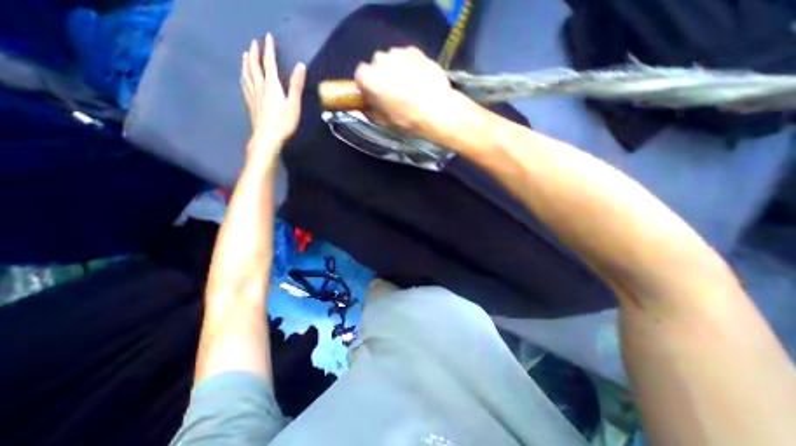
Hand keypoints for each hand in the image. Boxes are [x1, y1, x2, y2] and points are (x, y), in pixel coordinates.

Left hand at [241, 32, 305, 147]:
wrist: (267, 136)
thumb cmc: (284, 122)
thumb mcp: (294, 104)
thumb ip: (296, 85)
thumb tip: (300, 66)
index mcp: (272, 85)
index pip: (269, 63)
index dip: (269, 49)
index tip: (268, 37)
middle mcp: (259, 86)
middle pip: (255, 66)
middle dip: (255, 52)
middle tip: (254, 42)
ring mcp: (253, 95)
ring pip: (247, 73)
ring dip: (246, 62)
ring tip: (245, 54)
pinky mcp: (250, 103)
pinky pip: (244, 85)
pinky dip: (243, 76)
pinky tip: (243, 76)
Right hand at [355, 45, 459, 137]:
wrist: (436, 110)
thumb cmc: (407, 120)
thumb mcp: (384, 122)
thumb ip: (371, 110)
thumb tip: (367, 105)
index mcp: (368, 79)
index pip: (361, 76)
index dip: (368, 86)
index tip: (376, 95)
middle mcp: (380, 60)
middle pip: (376, 65)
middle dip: (383, 76)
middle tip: (394, 92)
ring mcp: (398, 52)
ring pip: (392, 59)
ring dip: (396, 69)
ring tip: (409, 86)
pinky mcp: (415, 50)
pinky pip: (407, 56)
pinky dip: (410, 65)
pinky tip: (418, 79)